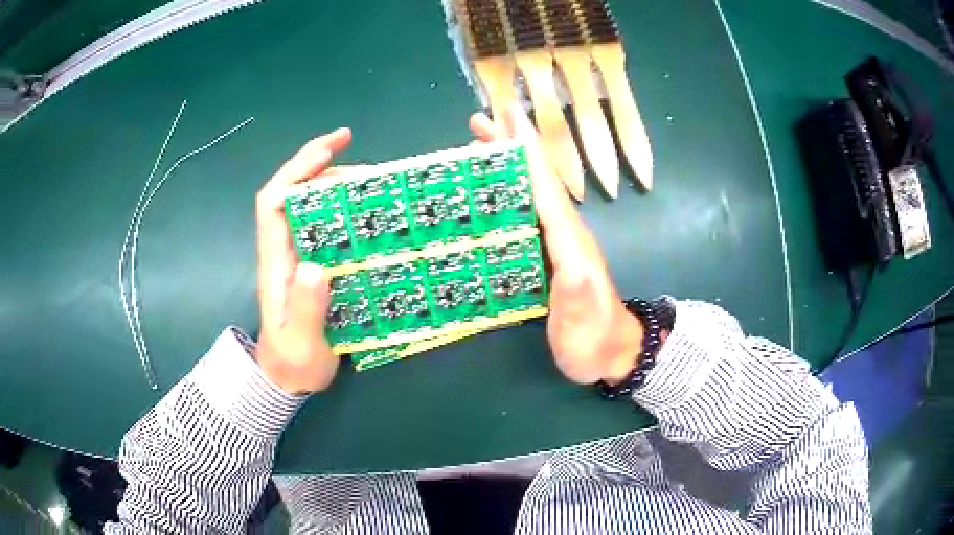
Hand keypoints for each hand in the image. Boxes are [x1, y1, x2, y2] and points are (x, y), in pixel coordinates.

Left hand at [254, 128, 351, 393]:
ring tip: (377, 187)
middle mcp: (285, 251)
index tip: (330, 151)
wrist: (286, 379)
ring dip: (339, 188)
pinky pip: (327, 228)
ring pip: (312, 208)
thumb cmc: (292, 363)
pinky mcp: (314, 267)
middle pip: (296, 194)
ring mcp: (299, 257)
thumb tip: (316, 266)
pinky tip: (371, 216)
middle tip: (372, 170)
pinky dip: (347, 212)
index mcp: (276, 262)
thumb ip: (306, 310)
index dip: (298, 169)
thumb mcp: (301, 344)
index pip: (275, 201)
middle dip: (326, 169)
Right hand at [469, 107, 644, 384]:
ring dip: (503, 166)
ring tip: (475, 145)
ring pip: (526, 193)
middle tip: (477, 123)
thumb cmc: (594, 337)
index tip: (507, 116)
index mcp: (569, 238)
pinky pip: (522, 214)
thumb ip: (577, 288)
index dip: (526, 150)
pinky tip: (486, 194)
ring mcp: (554, 243)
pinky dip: (504, 195)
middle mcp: (562, 231)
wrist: (611, 353)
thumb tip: (566, 258)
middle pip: (533, 179)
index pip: (545, 185)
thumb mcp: (584, 316)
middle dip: (508, 147)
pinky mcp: (545, 256)